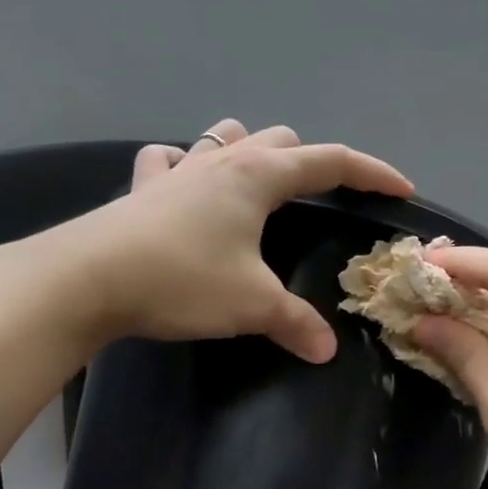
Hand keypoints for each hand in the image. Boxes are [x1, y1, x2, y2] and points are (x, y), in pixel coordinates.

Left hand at [63, 119, 413, 360]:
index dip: (372, 173)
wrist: (87, 279)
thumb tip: (326, 350)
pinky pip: (170, 160)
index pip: (331, 161)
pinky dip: (186, 166)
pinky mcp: (142, 188)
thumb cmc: (182, 280)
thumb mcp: (251, 305)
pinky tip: (185, 188)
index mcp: (259, 176)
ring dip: (251, 152)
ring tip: (260, 185)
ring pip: (226, 138)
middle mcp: (222, 160)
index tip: (401, 189)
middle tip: (323, 200)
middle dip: (311, 162)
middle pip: (281, 139)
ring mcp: (177, 169)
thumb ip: (295, 324)